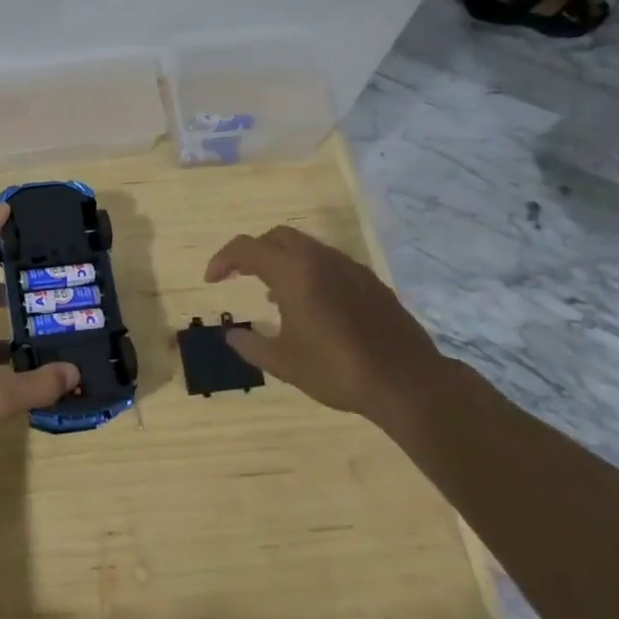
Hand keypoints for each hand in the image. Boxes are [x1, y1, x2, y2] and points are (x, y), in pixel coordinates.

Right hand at [205, 226, 451, 422]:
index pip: (246, 249)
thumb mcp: (283, 362)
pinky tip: (310, 305)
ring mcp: (349, 267)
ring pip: (305, 248)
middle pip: (276, 237)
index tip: (212, 280)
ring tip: (272, 294)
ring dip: (281, 261)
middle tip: (239, 276)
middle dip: (253, 252)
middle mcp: (320, 260)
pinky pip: (328, 263)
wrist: (406, 382)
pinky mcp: (369, 281)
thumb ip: (250, 345)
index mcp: (293, 273)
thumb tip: (231, 335)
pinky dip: (308, 271)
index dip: (222, 260)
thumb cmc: (336, 370)